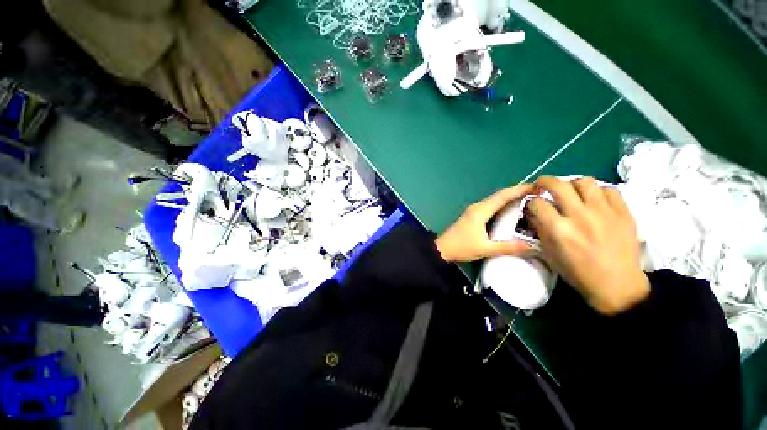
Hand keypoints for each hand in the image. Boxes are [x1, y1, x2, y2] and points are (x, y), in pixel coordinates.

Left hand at [435, 185, 533, 262]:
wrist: (442, 249)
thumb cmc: (462, 247)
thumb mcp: (485, 249)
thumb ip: (508, 247)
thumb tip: (533, 247)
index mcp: (480, 210)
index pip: (502, 195)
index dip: (520, 189)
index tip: (537, 187)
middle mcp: (478, 206)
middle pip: (499, 195)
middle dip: (518, 192)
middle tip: (538, 193)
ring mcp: (474, 210)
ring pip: (495, 200)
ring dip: (510, 198)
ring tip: (530, 199)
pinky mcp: (473, 215)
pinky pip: (491, 206)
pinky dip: (503, 205)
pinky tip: (512, 210)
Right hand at [527, 176, 649, 314]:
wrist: (617, 285)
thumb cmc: (577, 272)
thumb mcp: (549, 253)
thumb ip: (540, 229)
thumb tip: (533, 213)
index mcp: (558, 229)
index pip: (537, 203)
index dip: (531, 201)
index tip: (532, 204)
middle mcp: (579, 216)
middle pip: (558, 185)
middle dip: (545, 181)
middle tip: (542, 184)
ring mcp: (604, 212)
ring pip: (585, 182)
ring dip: (573, 184)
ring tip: (572, 191)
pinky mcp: (624, 213)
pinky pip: (609, 190)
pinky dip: (598, 192)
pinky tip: (595, 200)